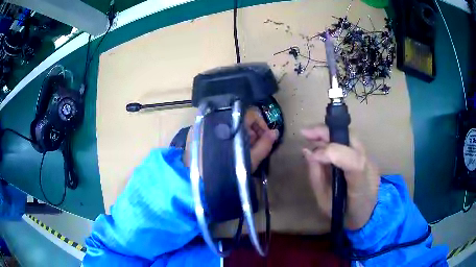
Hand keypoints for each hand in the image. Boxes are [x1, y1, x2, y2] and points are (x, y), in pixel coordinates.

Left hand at [184, 107, 277, 172]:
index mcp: (231, 121)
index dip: (261, 125)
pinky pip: (217, 128)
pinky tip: (228, 149)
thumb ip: (265, 144)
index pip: (251, 113)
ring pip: (229, 123)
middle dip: (251, 131)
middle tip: (254, 146)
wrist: (198, 181)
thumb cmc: (228, 170)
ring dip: (239, 134)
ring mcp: (205, 123)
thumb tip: (275, 132)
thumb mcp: (251, 159)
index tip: (265, 138)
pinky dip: (226, 136)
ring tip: (242, 149)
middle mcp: (217, 117)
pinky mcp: (197, 131)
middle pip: (240, 118)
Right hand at [301, 125, 379, 229]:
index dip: (331, 152)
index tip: (311, 154)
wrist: (367, 215)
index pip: (353, 161)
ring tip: (310, 134)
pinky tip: (322, 141)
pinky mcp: (368, 156)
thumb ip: (316, 176)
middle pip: (352, 139)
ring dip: (330, 132)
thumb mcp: (325, 203)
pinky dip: (335, 138)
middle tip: (305, 132)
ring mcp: (371, 159)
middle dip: (327, 132)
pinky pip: (351, 142)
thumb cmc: (344, 214)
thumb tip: (307, 151)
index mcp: (361, 184)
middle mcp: (369, 166)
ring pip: (351, 136)